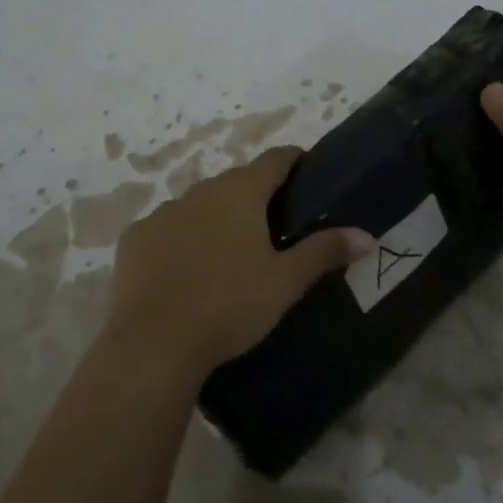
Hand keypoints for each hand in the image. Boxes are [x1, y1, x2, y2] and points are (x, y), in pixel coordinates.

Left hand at [105, 146, 373, 382]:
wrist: (153, 343)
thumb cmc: (229, 304)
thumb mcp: (285, 282)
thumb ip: (325, 252)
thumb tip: (367, 236)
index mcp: (241, 193)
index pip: (275, 159)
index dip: (293, 160)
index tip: (306, 169)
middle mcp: (201, 190)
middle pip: (236, 182)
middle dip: (255, 196)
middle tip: (272, 225)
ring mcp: (164, 212)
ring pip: (199, 205)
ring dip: (215, 218)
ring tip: (227, 252)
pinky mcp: (135, 238)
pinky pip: (166, 229)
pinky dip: (179, 240)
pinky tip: (183, 271)